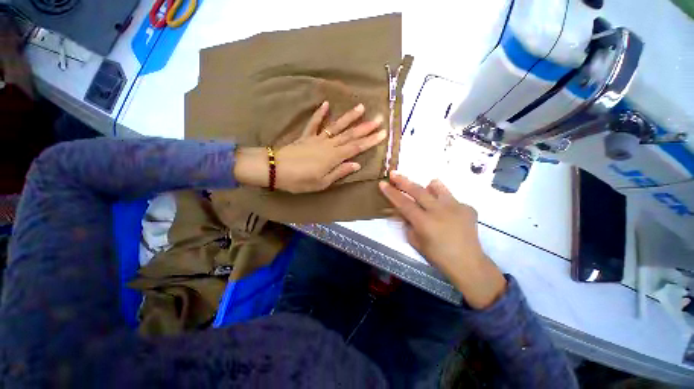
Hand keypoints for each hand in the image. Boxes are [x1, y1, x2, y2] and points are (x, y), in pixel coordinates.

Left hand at [235, 101, 385, 192]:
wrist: (275, 169)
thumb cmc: (300, 180)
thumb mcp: (322, 183)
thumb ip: (339, 172)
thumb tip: (356, 164)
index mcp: (333, 157)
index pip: (356, 147)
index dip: (370, 141)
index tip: (382, 134)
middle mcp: (328, 145)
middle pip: (350, 135)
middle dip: (366, 127)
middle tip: (379, 118)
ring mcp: (317, 138)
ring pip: (337, 126)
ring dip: (349, 117)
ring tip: (361, 107)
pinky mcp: (306, 136)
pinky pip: (314, 123)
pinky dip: (319, 114)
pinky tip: (326, 104)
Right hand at [379, 171, 506, 308]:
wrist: (468, 264)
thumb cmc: (437, 256)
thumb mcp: (415, 241)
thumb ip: (407, 224)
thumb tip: (402, 212)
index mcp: (424, 222)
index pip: (403, 203)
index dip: (391, 193)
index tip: (382, 183)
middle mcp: (439, 211)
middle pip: (418, 190)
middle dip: (403, 181)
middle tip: (394, 173)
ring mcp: (455, 207)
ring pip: (438, 187)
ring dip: (428, 186)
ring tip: (427, 187)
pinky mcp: (468, 208)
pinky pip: (452, 199)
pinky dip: (444, 201)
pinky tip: (447, 211)